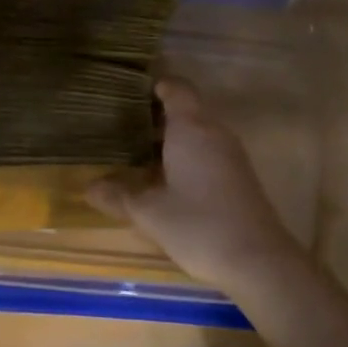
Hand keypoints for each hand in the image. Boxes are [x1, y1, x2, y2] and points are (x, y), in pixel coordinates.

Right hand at [86, 78, 305, 288]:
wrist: (258, 260)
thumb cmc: (198, 226)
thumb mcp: (149, 213)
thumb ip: (118, 196)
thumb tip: (89, 187)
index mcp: (191, 129)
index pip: (177, 89)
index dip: (157, 85)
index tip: (130, 91)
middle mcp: (214, 133)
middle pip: (187, 109)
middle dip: (156, 115)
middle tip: (122, 124)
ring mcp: (231, 155)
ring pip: (198, 132)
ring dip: (171, 138)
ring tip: (137, 151)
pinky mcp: (239, 177)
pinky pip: (208, 151)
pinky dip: (186, 155)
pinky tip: (166, 179)